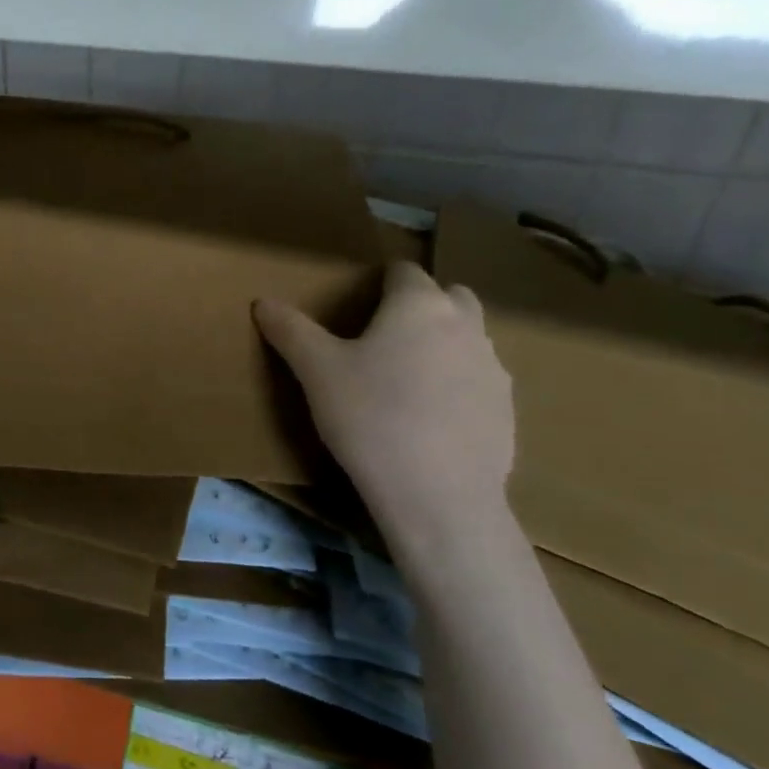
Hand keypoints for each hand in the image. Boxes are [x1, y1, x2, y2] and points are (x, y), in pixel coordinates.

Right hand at [256, 262, 514, 555]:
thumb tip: (262, 302)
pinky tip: (429, 420)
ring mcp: (494, 367)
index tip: (357, 307)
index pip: (403, 271)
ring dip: (443, 344)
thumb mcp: (316, 372)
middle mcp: (466, 325)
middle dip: (421, 306)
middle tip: (383, 339)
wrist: (438, 496)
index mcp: (420, 305)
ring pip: (468, 338)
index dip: (379, 283)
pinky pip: (479, 381)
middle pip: (448, 296)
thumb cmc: (371, 418)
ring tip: (406, 381)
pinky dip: (458, 386)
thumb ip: (290, 331)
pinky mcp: (507, 409)